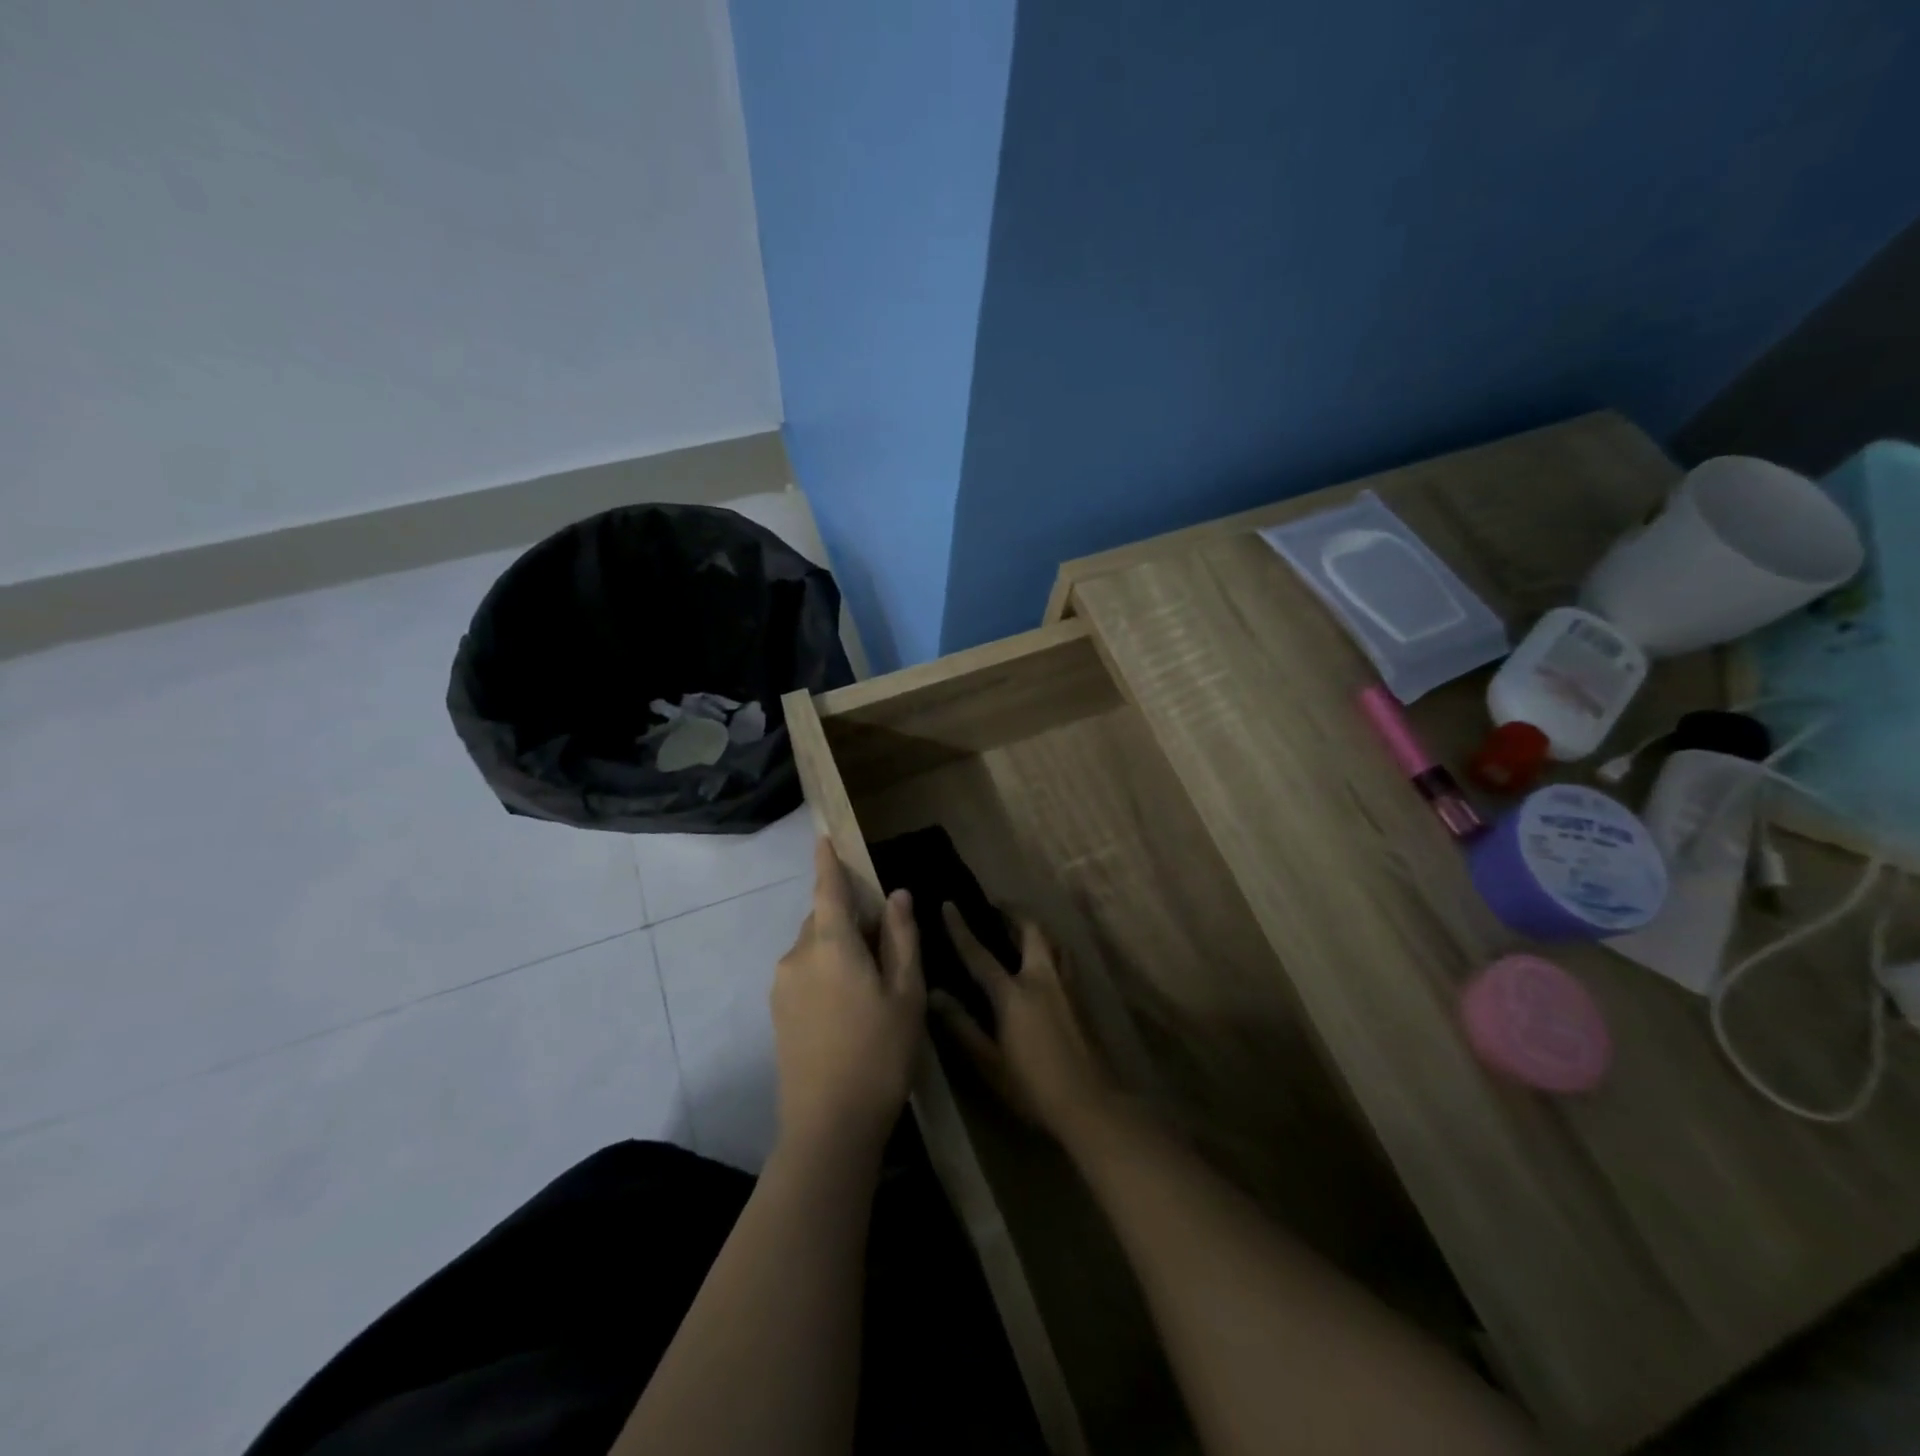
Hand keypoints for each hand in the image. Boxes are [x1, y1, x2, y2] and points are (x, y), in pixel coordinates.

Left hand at [771, 839, 924, 1159]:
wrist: (828, 1126)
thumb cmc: (880, 1052)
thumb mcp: (906, 993)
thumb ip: (901, 938)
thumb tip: (897, 895)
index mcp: (830, 944)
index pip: (827, 888)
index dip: (827, 861)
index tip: (823, 837)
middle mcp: (797, 955)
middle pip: (823, 919)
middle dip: (848, 917)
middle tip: (884, 942)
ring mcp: (782, 986)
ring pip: (814, 947)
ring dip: (838, 947)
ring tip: (872, 984)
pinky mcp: (778, 1013)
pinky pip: (804, 972)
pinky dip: (826, 970)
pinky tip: (849, 1007)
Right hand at [932, 905, 1117, 1142]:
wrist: (1092, 1104)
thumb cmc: (1033, 1087)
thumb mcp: (989, 1063)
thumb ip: (962, 1026)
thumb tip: (933, 994)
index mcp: (1014, 994)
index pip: (980, 954)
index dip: (961, 929)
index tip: (949, 904)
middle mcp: (1043, 979)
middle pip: (1030, 930)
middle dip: (1012, 913)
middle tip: (996, 908)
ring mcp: (1067, 986)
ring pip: (1053, 941)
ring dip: (1035, 928)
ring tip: (1020, 929)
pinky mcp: (1082, 997)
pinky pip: (1064, 958)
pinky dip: (1050, 948)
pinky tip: (1044, 962)